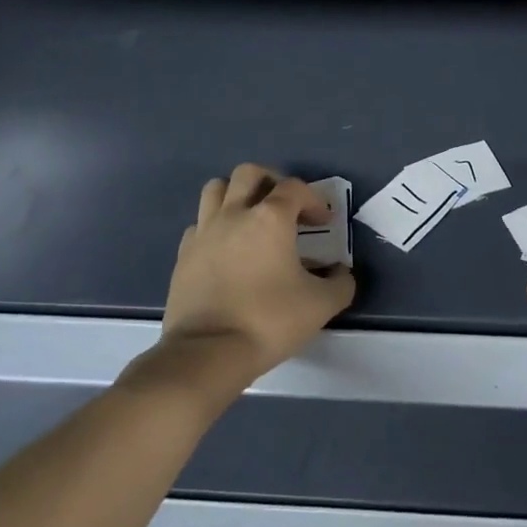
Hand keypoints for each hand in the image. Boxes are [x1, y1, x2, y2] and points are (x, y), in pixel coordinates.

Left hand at [159, 164, 355, 389]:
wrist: (208, 353)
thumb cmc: (268, 321)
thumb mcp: (320, 306)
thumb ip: (340, 283)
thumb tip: (342, 273)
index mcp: (270, 218)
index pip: (294, 188)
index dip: (313, 200)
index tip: (324, 222)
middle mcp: (235, 213)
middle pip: (249, 173)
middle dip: (271, 181)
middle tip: (284, 206)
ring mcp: (204, 231)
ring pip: (216, 189)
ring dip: (236, 195)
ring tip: (250, 217)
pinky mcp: (184, 254)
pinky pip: (199, 223)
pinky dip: (214, 226)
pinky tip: (226, 248)